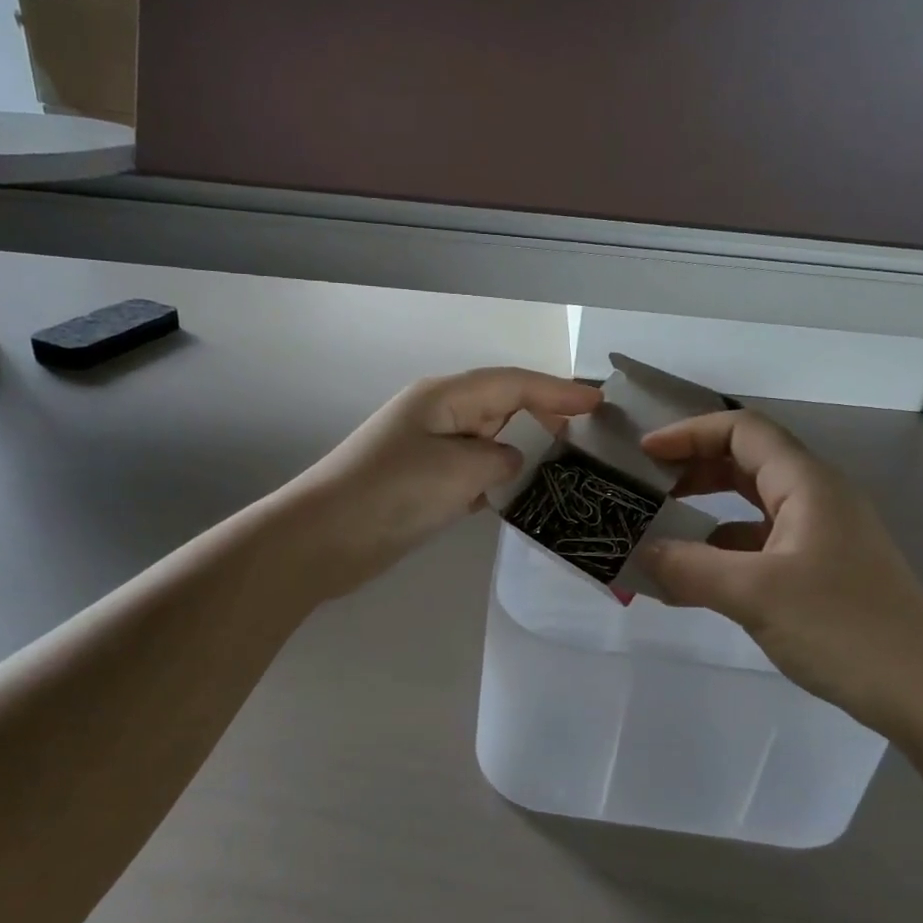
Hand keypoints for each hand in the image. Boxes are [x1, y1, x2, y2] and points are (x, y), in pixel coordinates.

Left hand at [281, 367, 600, 597]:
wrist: (322, 539)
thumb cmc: (392, 493)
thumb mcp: (459, 470)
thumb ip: (500, 460)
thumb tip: (509, 462)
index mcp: (444, 397)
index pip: (513, 383)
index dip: (558, 391)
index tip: (599, 402)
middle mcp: (437, 415)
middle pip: (501, 406)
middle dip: (544, 418)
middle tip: (587, 439)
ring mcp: (426, 450)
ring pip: (487, 441)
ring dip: (522, 451)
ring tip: (565, 468)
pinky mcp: (420, 483)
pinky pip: (471, 472)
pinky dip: (496, 480)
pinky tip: (518, 498)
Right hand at [637, 409, 922, 739]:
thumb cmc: (844, 627)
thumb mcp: (756, 594)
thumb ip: (690, 569)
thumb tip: (639, 555)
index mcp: (806, 484)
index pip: (742, 430)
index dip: (689, 433)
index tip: (644, 454)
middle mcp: (815, 498)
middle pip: (745, 462)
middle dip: (692, 469)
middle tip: (645, 489)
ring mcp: (820, 536)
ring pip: (750, 507)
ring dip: (704, 514)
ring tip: (658, 533)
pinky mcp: (820, 572)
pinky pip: (759, 546)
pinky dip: (722, 553)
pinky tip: (692, 581)